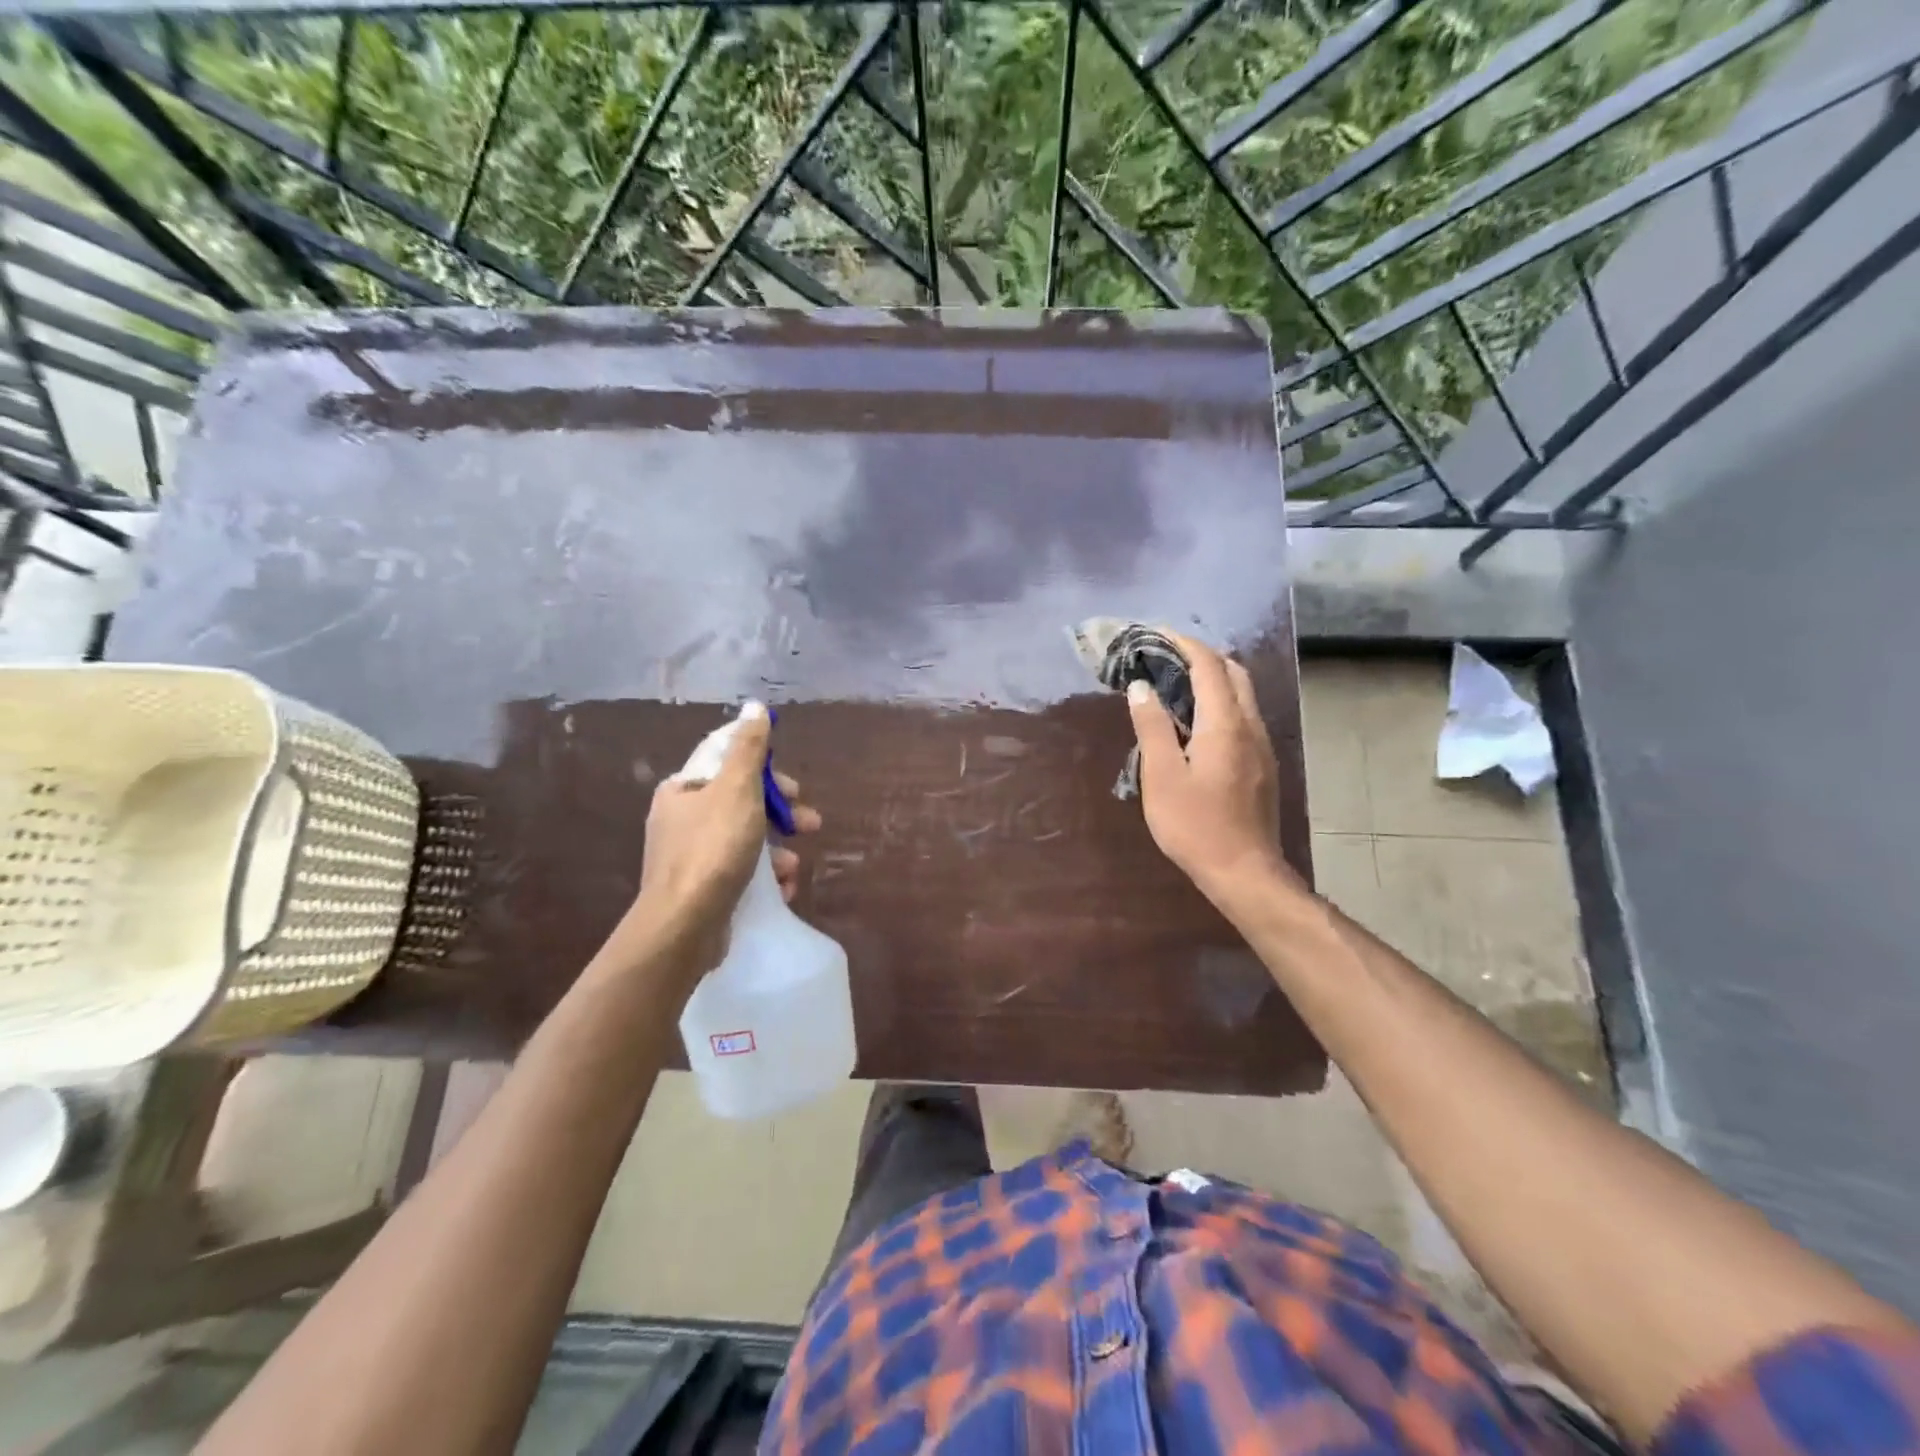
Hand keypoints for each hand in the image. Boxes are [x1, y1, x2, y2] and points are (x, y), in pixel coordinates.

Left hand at [612, 704, 822, 977]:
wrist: (684, 927)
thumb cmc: (712, 849)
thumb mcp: (736, 789)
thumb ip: (748, 748)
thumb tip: (754, 706)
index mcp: (683, 790)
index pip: (726, 761)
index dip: (766, 767)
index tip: (793, 784)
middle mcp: (681, 819)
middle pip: (742, 802)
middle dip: (781, 812)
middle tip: (810, 823)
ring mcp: (689, 857)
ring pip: (745, 839)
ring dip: (778, 849)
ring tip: (794, 866)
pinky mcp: (701, 890)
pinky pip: (740, 872)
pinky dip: (765, 877)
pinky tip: (783, 888)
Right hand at [1126, 632, 1296, 907]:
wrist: (1244, 871)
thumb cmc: (1196, 825)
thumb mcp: (1162, 776)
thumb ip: (1152, 727)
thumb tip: (1142, 687)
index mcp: (1225, 723)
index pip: (1208, 665)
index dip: (1182, 643)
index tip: (1154, 634)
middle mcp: (1250, 725)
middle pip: (1233, 672)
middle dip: (1200, 655)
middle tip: (1163, 657)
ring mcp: (1261, 745)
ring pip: (1241, 694)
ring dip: (1212, 678)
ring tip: (1174, 684)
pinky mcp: (1262, 764)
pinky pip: (1242, 716)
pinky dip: (1219, 702)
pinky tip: (1195, 722)